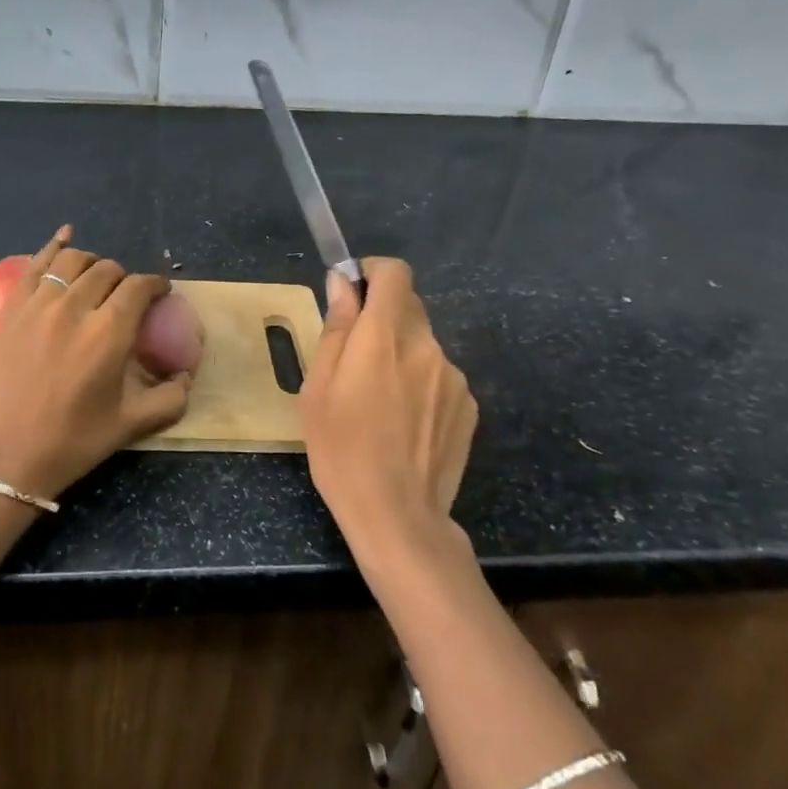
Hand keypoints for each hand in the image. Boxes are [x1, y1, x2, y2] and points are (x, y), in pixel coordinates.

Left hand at [0, 227, 191, 501]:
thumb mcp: (132, 424)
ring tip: (96, 276)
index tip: (160, 292)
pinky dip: (52, 247)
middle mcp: (75, 308)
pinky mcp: (10, 311)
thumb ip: (169, 398)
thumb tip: (186, 376)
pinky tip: (64, 236)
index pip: (139, 288)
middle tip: (126, 295)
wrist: (8, 457)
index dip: (155, 285)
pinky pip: (33, 266)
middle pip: (107, 270)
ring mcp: (37, 306)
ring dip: (91, 263)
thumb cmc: (73, 442)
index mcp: (109, 333)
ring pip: (71, 262)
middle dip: (124, 278)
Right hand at [300, 259, 477, 561]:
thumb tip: (343, 284)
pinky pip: (439, 375)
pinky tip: (405, 423)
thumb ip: (336, 328)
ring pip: (423, 344)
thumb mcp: (319, 388)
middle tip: (356, 358)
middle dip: (382, 318)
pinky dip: (421, 383)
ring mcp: (453, 376)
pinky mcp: (469, 405)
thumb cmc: (342, 450)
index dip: (373, 273)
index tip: (353, 292)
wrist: (398, 515)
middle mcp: (426, 345)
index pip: (395, 273)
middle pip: (408, 307)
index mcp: (385, 336)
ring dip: (402, 354)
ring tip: (380, 402)